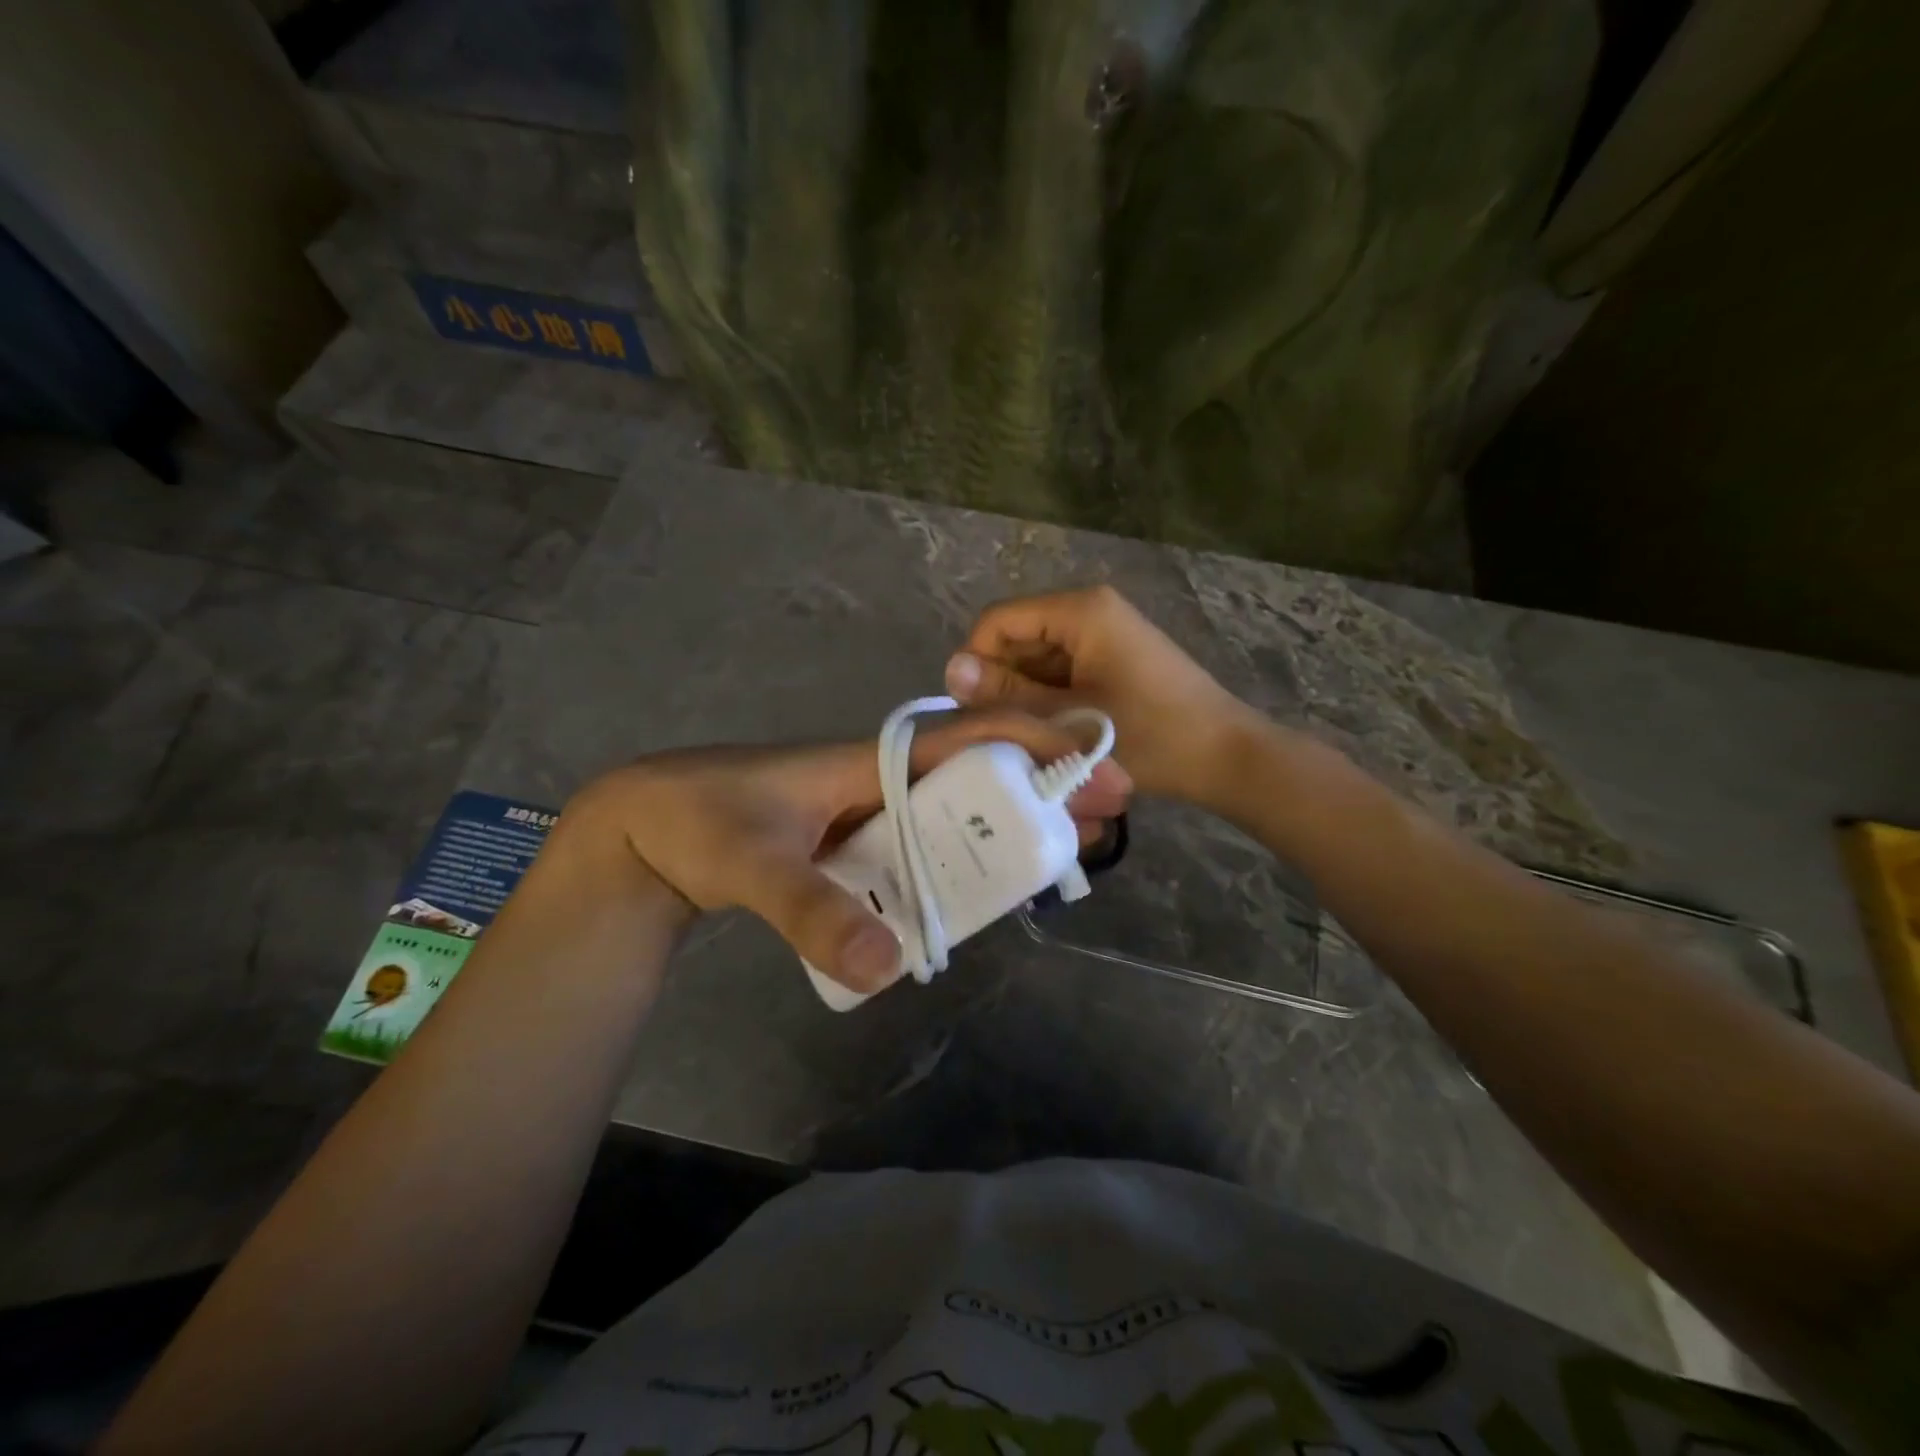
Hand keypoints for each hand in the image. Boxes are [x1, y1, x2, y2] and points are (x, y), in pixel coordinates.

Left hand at [566, 711, 1131, 995]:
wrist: (646, 828)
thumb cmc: (700, 821)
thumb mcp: (751, 862)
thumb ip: (810, 911)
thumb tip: (887, 968)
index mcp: (870, 761)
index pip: (967, 740)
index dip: (1033, 744)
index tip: (1094, 760)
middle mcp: (881, 782)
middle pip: (975, 781)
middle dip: (1038, 794)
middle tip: (1100, 823)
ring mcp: (869, 816)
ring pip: (954, 817)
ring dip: (1007, 830)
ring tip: (1063, 856)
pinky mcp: (855, 847)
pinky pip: (921, 851)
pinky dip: (959, 864)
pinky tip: (988, 891)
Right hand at [945, 585, 1257, 806]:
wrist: (1225, 757)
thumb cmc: (1150, 736)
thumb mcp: (1069, 718)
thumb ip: (1008, 694)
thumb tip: (951, 669)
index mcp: (1080, 610)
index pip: (999, 620)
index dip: (977, 661)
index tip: (975, 711)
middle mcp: (1090, 609)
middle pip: (1018, 637)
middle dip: (1003, 682)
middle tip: (1006, 732)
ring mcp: (1104, 633)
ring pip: (1038, 658)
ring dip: (1026, 695)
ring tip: (1033, 736)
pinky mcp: (1113, 656)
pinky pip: (1062, 669)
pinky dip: (1050, 698)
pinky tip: (1057, 731)